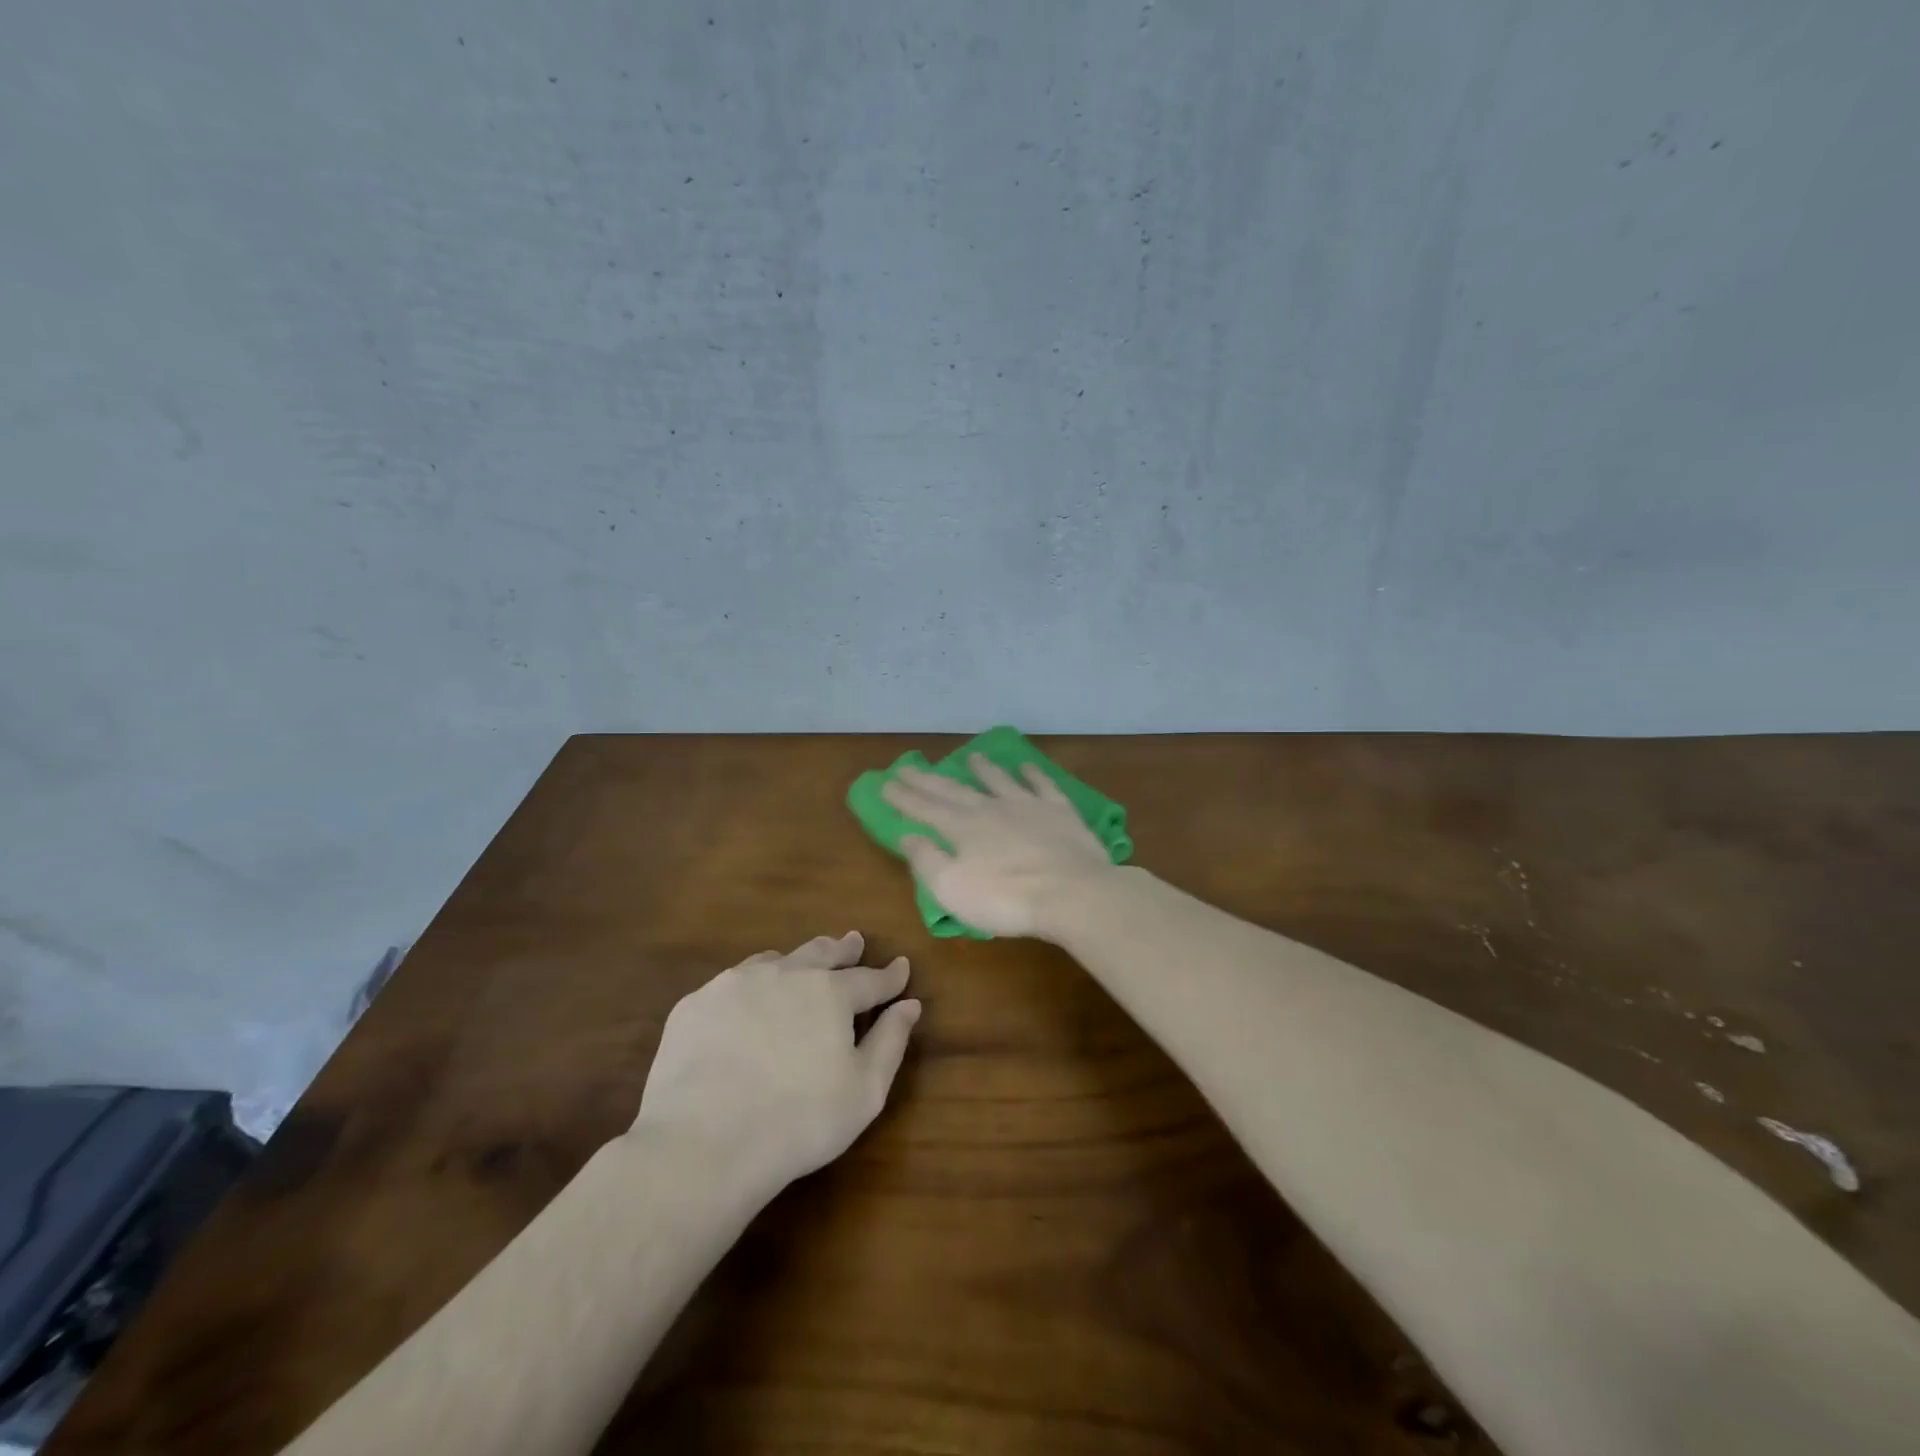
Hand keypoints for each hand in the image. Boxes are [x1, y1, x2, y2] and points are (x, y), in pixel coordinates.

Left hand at [631, 932, 919, 1201]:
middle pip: (820, 954)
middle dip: (841, 950)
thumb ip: (890, 1041)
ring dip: (795, 961)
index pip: (869, 979)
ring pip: (774, 961)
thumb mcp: (865, 1090)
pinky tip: (747, 1000)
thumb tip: (909, 1004)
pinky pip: (732, 984)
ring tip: (801, 964)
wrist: (704, 1144)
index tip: (901, 967)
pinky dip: (750, 986)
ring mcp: (734, 984)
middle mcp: (785, 974)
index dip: (889, 975)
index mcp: (830, 993)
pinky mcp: (696, 1005)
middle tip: (852, 942)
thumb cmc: (799, 1121)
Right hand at [881, 756, 1116, 937]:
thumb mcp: (952, 889)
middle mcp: (991, 808)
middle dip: (929, 779)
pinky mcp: (1059, 811)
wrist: (1071, 892)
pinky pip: (1042, 785)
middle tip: (909, 765)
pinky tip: (1026, 767)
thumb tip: (908, 835)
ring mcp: (1027, 805)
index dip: (904, 797)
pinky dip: (1032, 774)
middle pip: (954, 790)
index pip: (925, 808)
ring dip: (983, 768)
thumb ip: (927, 860)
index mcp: (963, 828)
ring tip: (971, 757)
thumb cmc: (1006, 899)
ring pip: (999, 780)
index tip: (886, 783)